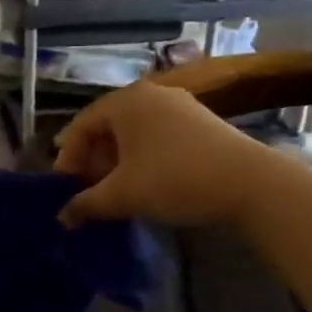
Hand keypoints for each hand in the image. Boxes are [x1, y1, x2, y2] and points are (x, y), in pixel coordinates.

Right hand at [54, 80, 274, 227]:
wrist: (248, 181)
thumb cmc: (175, 179)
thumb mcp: (124, 195)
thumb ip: (87, 204)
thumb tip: (63, 217)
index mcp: (125, 101)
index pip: (82, 124)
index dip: (68, 157)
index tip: (63, 187)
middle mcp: (149, 94)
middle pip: (108, 125)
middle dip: (93, 159)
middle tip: (88, 190)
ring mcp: (178, 104)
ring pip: (134, 131)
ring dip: (117, 160)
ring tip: (115, 189)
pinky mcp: (199, 120)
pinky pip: (157, 134)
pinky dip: (142, 156)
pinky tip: (146, 181)